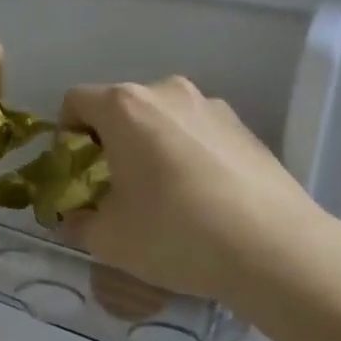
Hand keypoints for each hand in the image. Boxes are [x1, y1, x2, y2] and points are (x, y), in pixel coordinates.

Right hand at [59, 77, 336, 306]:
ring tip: (162, 194)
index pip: (76, 101)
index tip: (77, 171)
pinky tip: (201, 198)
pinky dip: (186, 154)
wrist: (274, 248)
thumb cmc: (175, 233)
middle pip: (121, 107)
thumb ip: (79, 224)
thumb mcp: (109, 240)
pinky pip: (197, 133)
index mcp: (125, 107)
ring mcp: (211, 106)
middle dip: (109, 141)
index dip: (66, 134)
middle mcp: (167, 92)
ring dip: (150, 146)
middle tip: (114, 186)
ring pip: (162, 119)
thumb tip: (74, 220)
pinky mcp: (244, 128)